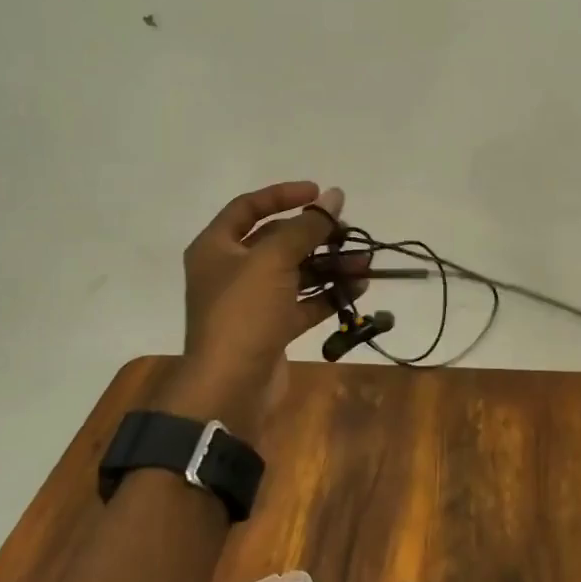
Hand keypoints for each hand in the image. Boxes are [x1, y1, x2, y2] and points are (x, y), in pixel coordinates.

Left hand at [180, 181, 362, 388]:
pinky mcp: (271, 328)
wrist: (231, 388)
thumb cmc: (244, 312)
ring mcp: (252, 302)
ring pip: (295, 273)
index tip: (319, 193)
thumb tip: (335, 195)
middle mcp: (231, 271)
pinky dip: (328, 294)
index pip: (248, 207)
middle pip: (277, 240)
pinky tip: (358, 287)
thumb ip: (307, 225)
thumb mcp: (274, 259)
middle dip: (315, 235)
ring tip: (365, 261)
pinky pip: (303, 302)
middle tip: (347, 231)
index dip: (283, 195)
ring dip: (329, 265)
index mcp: (216, 248)